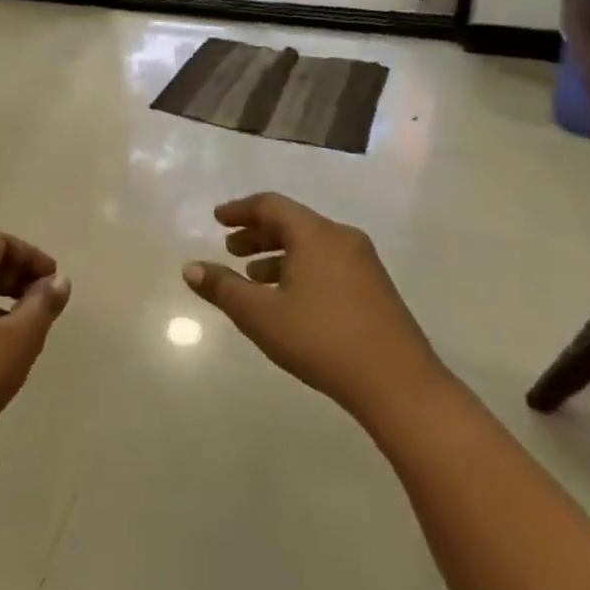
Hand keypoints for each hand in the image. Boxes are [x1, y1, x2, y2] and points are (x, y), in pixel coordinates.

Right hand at [182, 193, 444, 419]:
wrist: (399, 384)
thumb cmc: (321, 339)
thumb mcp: (260, 314)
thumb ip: (222, 288)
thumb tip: (190, 267)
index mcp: (315, 234)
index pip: (271, 205)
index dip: (240, 210)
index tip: (217, 220)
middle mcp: (341, 238)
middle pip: (292, 222)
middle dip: (257, 233)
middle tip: (230, 250)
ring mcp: (364, 263)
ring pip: (311, 245)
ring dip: (278, 254)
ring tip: (253, 278)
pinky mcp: (375, 288)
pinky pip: (328, 262)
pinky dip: (300, 268)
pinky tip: (289, 299)